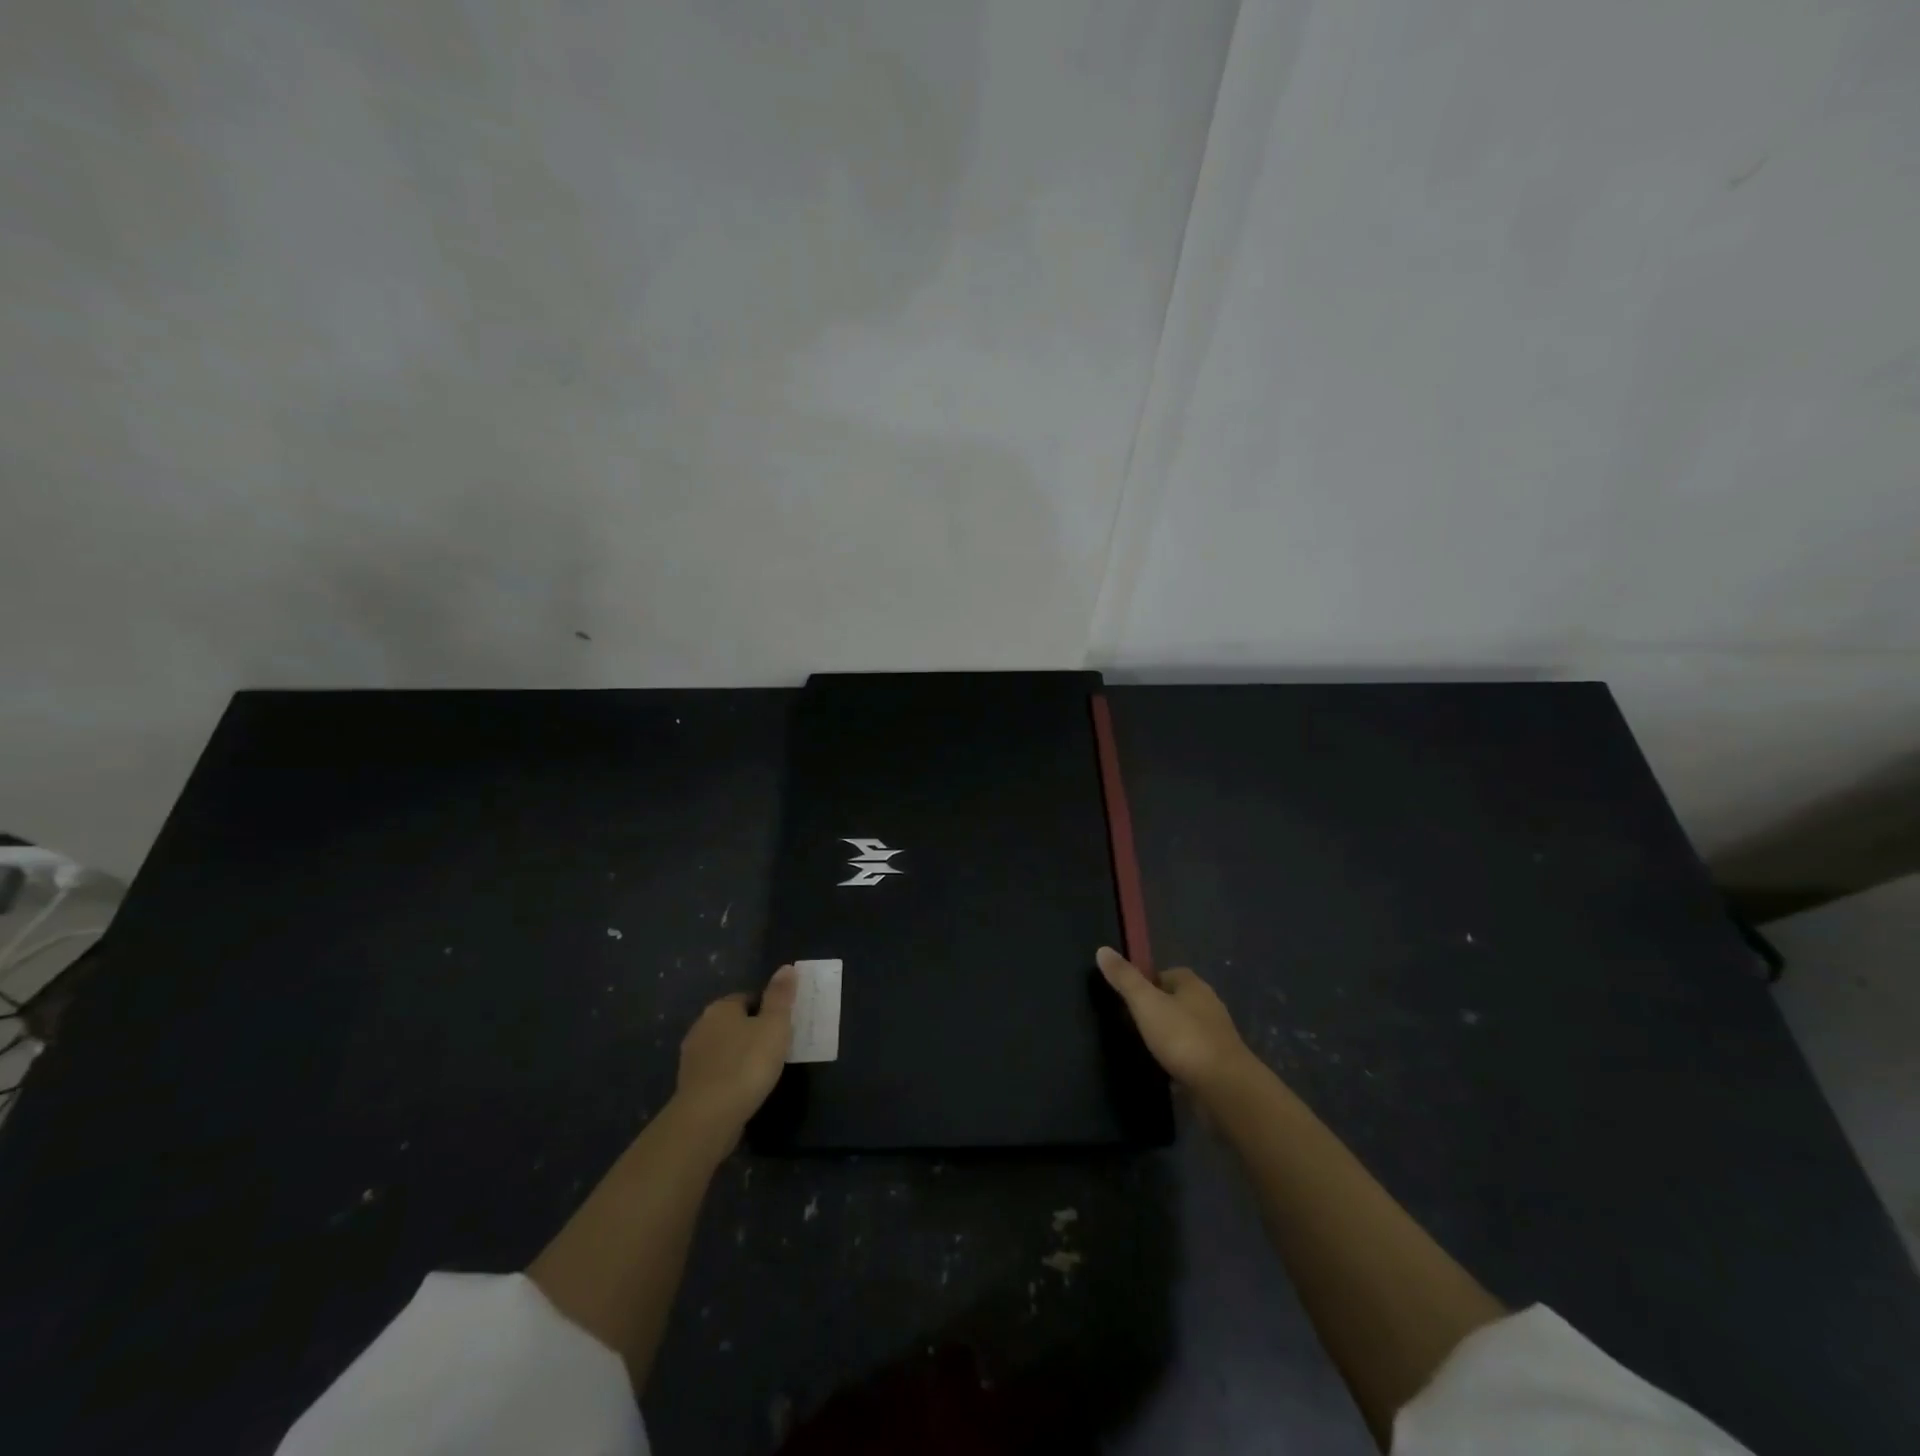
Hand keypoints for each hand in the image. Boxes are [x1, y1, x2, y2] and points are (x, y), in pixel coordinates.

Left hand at [672, 965, 797, 1139]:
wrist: (708, 1117)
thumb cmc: (747, 1064)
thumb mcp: (775, 1026)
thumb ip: (781, 996)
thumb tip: (786, 967)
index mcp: (721, 1008)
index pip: (748, 998)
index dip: (767, 1009)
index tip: (783, 1026)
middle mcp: (701, 1026)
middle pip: (733, 1022)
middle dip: (752, 1032)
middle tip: (777, 1048)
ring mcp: (692, 1057)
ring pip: (724, 1048)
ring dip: (740, 1055)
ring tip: (763, 1071)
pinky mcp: (690, 1086)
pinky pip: (716, 1072)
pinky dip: (730, 1076)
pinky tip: (744, 1089)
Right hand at [1097, 947, 1255, 1097]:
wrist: (1225, 1088)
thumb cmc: (1183, 1037)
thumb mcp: (1146, 1003)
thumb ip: (1125, 979)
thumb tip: (1102, 949)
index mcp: (1193, 985)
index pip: (1168, 973)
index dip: (1148, 982)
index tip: (1129, 996)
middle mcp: (1209, 1006)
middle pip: (1178, 1000)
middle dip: (1159, 1009)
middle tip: (1132, 1022)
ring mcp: (1217, 1036)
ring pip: (1186, 1028)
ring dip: (1170, 1035)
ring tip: (1145, 1047)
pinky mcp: (1219, 1065)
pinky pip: (1193, 1055)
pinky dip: (1180, 1060)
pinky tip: (1165, 1070)